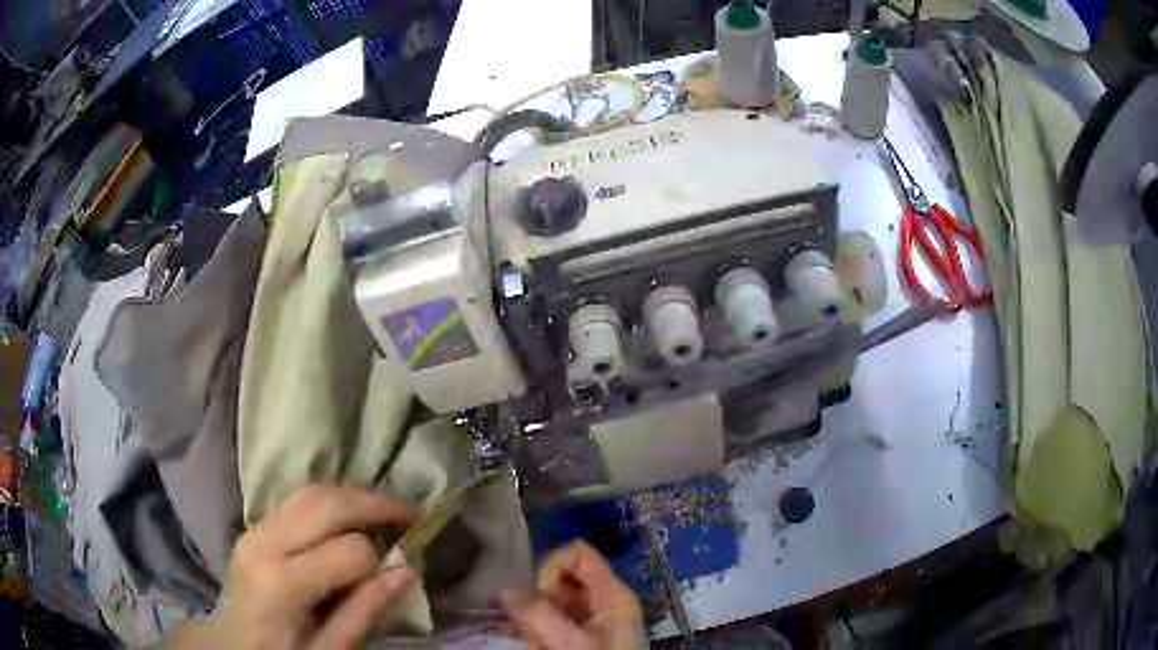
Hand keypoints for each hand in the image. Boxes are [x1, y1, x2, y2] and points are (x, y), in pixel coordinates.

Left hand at [167, 485, 415, 648]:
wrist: (235, 644)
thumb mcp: (331, 649)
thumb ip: (364, 611)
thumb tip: (405, 571)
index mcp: (283, 583)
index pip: (348, 552)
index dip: (379, 562)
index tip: (399, 570)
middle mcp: (265, 543)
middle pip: (327, 504)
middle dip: (372, 504)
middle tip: (408, 512)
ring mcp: (255, 528)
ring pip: (311, 491)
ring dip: (351, 495)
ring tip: (383, 509)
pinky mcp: (254, 525)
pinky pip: (296, 499)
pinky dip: (329, 499)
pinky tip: (348, 514)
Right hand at [502, 541, 645, 649]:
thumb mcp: (573, 644)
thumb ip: (540, 615)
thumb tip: (503, 590)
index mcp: (612, 594)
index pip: (578, 554)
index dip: (553, 566)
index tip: (539, 593)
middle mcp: (599, 600)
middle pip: (560, 577)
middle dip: (538, 598)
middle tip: (531, 622)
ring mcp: (587, 617)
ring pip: (548, 600)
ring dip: (534, 619)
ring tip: (537, 642)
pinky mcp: (574, 633)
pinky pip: (547, 620)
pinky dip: (536, 631)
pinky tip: (538, 646)